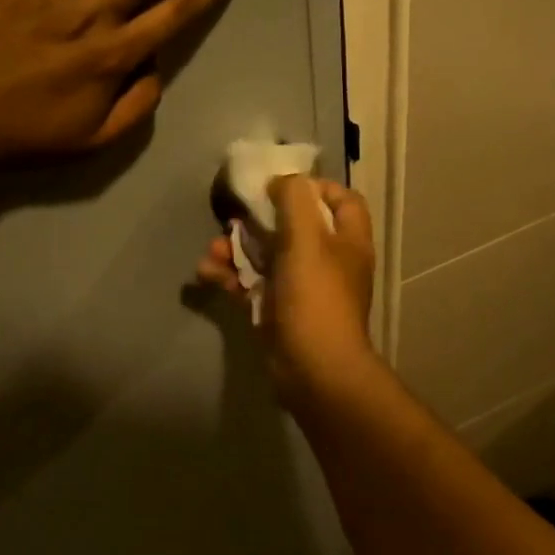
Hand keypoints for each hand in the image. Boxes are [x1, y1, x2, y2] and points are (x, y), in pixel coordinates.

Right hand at [196, 174, 380, 404]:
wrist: (313, 371)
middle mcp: (328, 260)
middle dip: (258, 220)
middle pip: (294, 226)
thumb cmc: (316, 297)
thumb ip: (295, 200)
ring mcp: (302, 287)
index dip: (315, 188)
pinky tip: (206, 273)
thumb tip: (283, 182)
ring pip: (266, 255)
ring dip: (236, 249)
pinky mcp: (278, 310)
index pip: (342, 200)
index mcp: (347, 241)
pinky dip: (230, 276)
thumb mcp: (307, 238)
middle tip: (233, 216)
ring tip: (212, 250)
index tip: (281, 187)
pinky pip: (251, 283)